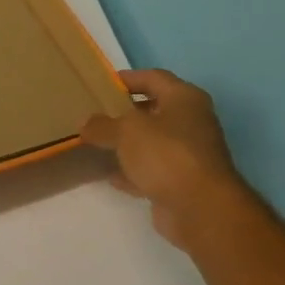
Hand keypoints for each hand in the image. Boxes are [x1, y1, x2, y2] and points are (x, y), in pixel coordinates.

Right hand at [81, 69, 248, 247]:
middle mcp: (190, 121)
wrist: (199, 206)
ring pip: (150, 141)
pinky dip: (131, 171)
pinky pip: (150, 169)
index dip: (128, 78)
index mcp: (184, 99)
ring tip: (96, 143)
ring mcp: (187, 153)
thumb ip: (102, 125)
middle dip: (124, 113)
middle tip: (94, 114)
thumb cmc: (166, 154)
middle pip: (153, 110)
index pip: (153, 78)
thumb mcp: (126, 131)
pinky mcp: (180, 180)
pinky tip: (109, 175)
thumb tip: (85, 123)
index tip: (101, 84)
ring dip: (126, 143)